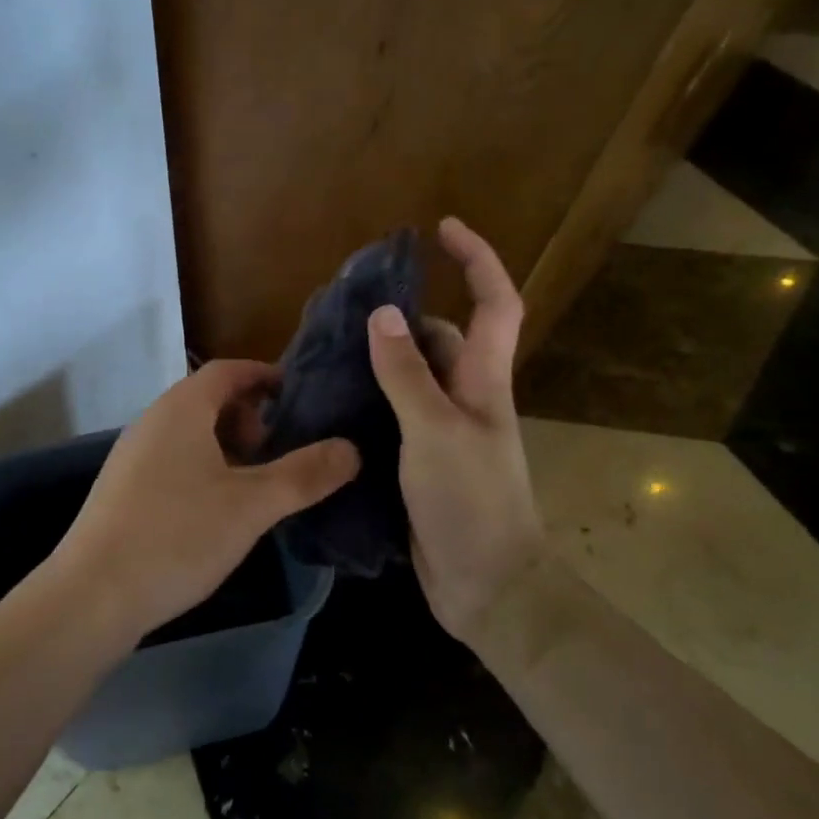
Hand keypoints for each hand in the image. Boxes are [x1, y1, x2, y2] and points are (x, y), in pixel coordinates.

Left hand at [51, 361, 360, 648]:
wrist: (91, 595)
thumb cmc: (176, 536)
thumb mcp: (251, 506)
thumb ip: (304, 475)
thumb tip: (351, 448)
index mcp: (181, 408)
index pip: (228, 370)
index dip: (266, 376)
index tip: (300, 397)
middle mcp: (153, 421)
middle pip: (209, 400)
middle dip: (250, 418)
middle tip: (282, 451)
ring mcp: (132, 455)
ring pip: (191, 434)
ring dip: (228, 447)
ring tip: (258, 484)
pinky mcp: (124, 489)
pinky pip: (173, 461)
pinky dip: (204, 469)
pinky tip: (219, 512)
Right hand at [367, 217, 544, 644]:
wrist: (487, 588)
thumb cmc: (471, 503)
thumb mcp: (435, 432)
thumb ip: (407, 374)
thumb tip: (382, 314)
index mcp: (483, 381)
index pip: (494, 303)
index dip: (476, 260)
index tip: (441, 229)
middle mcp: (466, 397)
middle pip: (439, 338)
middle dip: (402, 316)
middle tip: (345, 309)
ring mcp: (443, 430)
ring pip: (410, 377)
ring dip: (378, 359)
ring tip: (325, 350)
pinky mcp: (421, 459)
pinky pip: (393, 413)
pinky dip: (368, 399)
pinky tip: (331, 400)